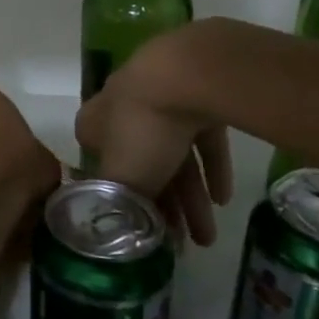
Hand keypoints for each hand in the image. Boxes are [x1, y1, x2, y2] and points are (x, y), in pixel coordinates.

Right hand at [75, 32, 231, 245]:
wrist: (185, 74)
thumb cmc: (142, 129)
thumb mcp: (122, 179)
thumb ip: (119, 207)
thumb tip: (115, 231)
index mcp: (94, 125)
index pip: (102, 167)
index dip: (123, 202)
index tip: (142, 231)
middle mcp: (121, 108)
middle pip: (143, 165)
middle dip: (164, 207)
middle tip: (182, 244)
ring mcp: (161, 97)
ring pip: (175, 155)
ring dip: (192, 197)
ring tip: (209, 236)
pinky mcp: (197, 92)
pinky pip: (202, 137)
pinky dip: (211, 167)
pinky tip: (224, 198)